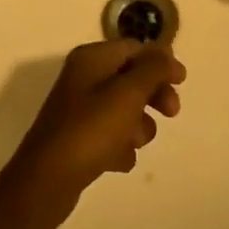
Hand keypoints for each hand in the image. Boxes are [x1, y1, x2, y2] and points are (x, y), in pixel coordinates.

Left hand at [1, 40, 185, 218]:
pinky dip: (119, 146)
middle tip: (171, 113)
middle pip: (131, 78)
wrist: (47, 180)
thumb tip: (166, 53)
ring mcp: (78, 110)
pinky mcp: (77, 139)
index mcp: (92, 59)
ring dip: (138, 126)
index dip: (160, 62)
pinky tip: (118, 160)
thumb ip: (153, 69)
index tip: (182, 82)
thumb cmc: (91, 129)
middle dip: (153, 95)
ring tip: (133, 143)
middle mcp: (83, 78)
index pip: (134, 48)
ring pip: (123, 110)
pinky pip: (110, 136)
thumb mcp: (129, 93)